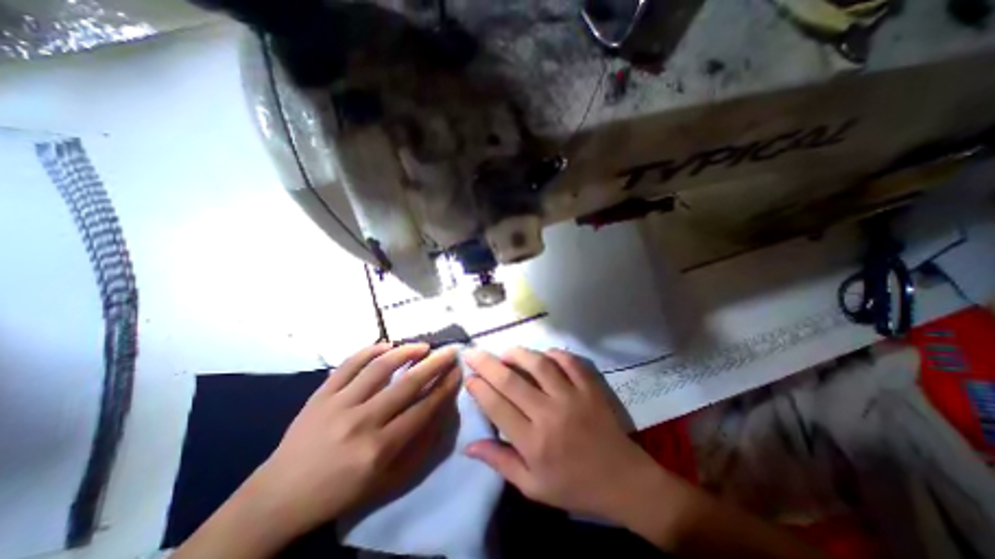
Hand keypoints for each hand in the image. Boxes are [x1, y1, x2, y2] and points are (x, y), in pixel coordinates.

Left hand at [175, 341, 461, 557]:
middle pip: (408, 384)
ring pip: (380, 368)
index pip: (424, 408)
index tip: (458, 371)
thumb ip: (419, 446)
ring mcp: (339, 404)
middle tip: (450, 351)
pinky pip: (349, 364)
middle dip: (435, 364)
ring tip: (423, 346)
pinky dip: (370, 350)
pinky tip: (387, 346)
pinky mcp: (321, 394)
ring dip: (406, 352)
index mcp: (380, 449)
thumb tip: (440, 411)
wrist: (280, 497)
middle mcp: (362, 422)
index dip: (445, 386)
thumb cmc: (341, 492)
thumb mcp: (388, 481)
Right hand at [461, 348, 663, 528]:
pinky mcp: (590, 387)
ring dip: (518, 353)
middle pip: (511, 381)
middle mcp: (549, 414)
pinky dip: (553, 353)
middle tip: (473, 352)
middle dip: (486, 363)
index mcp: (533, 442)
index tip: (468, 377)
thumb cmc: (574, 486)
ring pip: (538, 364)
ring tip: (505, 352)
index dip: (479, 388)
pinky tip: (543, 355)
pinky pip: (569, 361)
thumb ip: (500, 463)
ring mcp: (572, 397)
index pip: (497, 406)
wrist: (622, 481)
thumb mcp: (533, 486)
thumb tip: (468, 446)